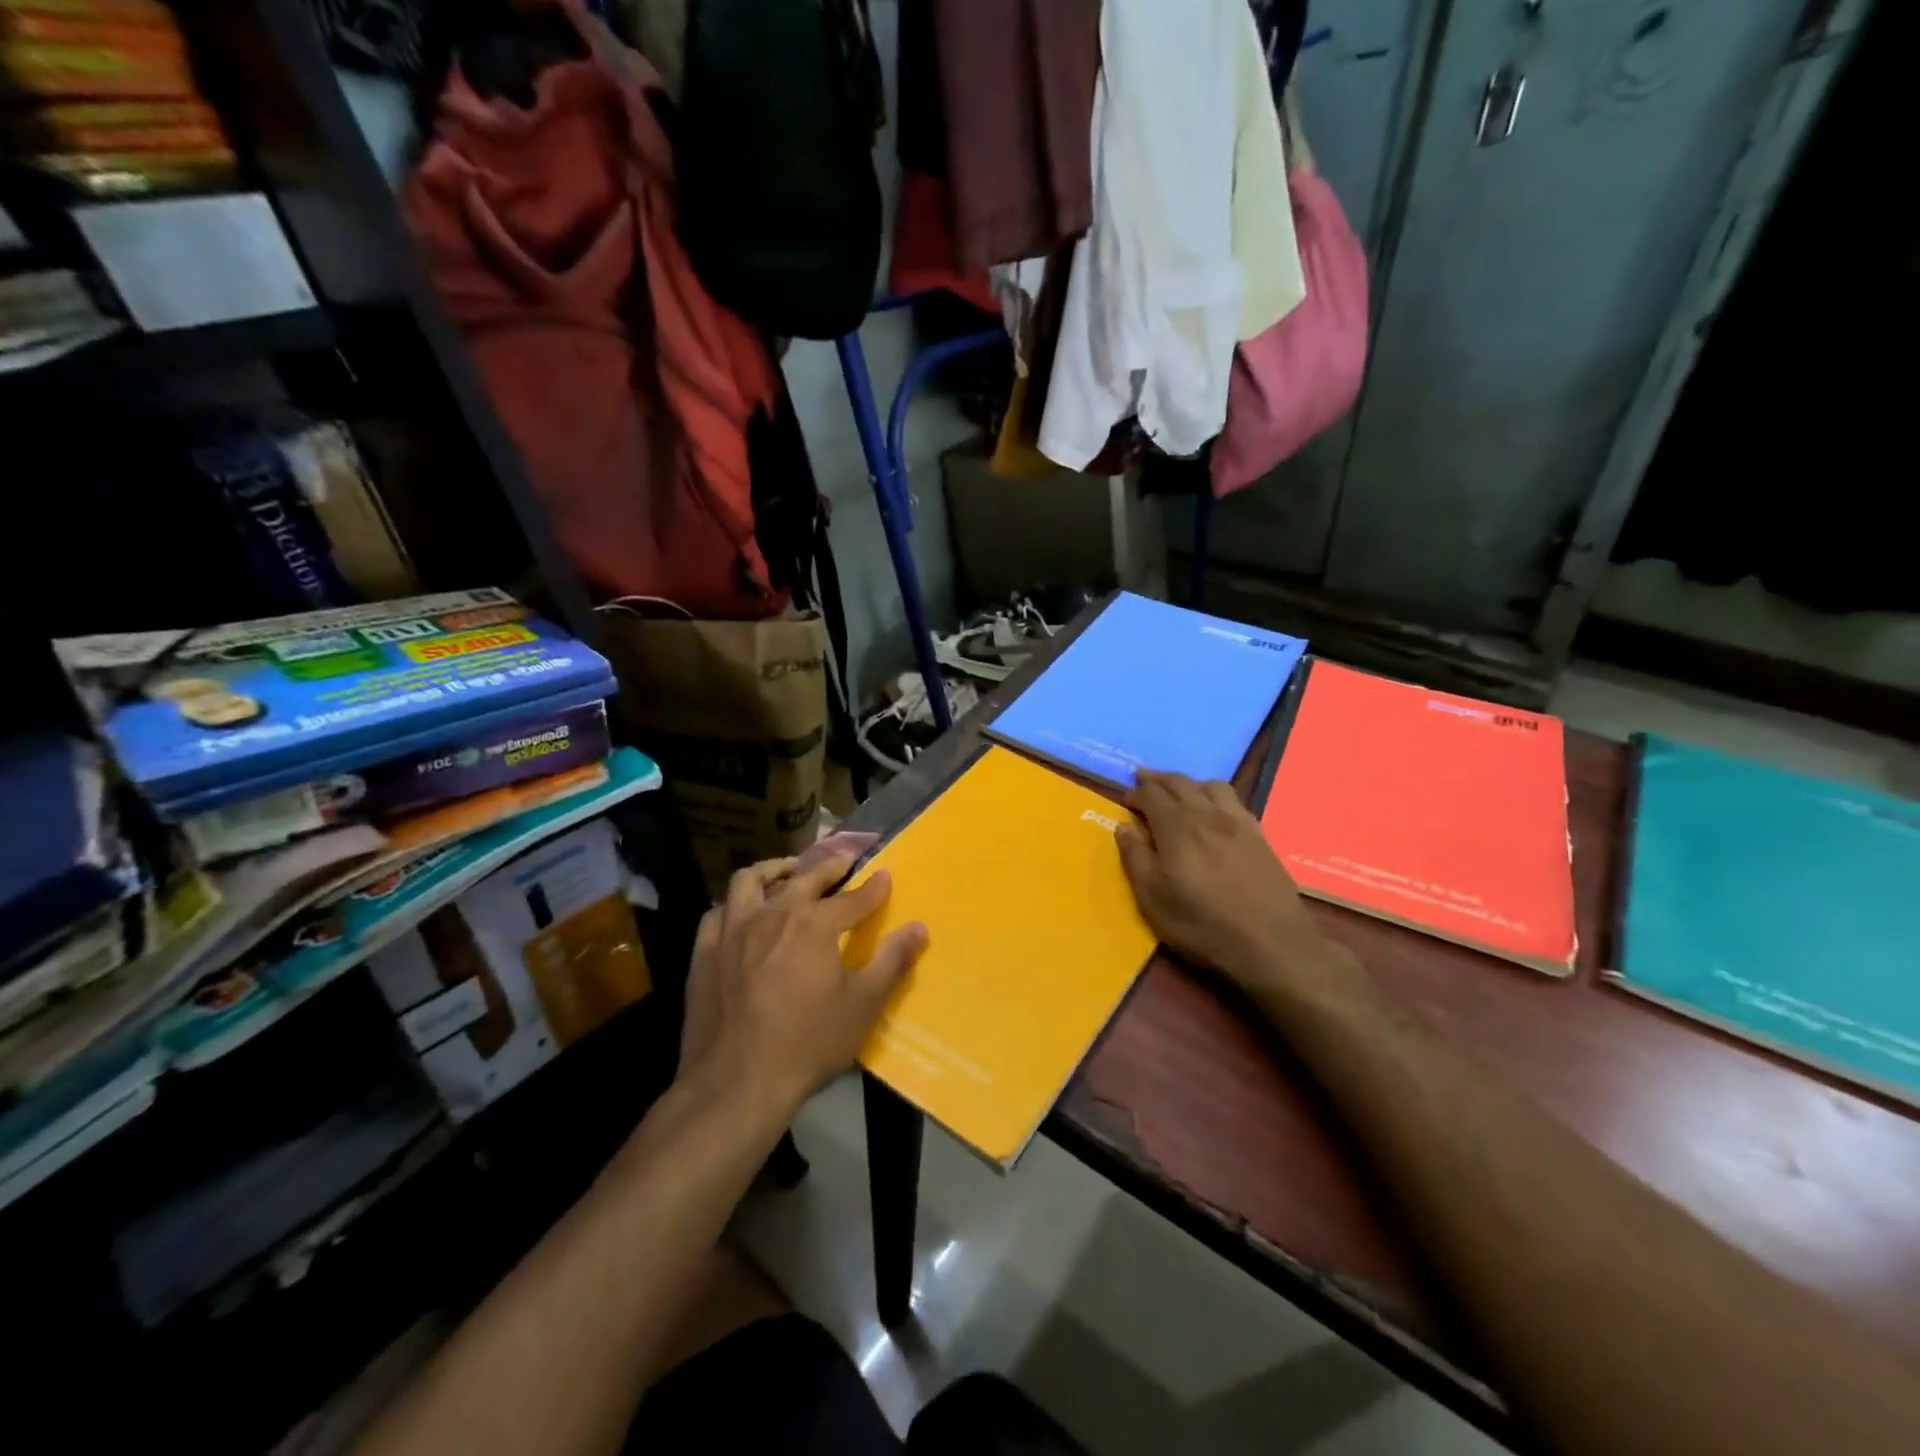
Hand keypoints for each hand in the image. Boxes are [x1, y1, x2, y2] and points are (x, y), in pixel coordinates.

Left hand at [679, 852, 927, 1120]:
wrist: (736, 1083)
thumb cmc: (808, 1043)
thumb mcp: (863, 1005)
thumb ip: (892, 961)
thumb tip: (920, 928)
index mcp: (815, 924)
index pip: (852, 897)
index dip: (873, 887)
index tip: (884, 875)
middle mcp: (773, 913)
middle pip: (804, 878)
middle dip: (828, 867)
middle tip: (842, 862)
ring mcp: (733, 930)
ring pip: (750, 881)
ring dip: (774, 871)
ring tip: (787, 873)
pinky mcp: (704, 952)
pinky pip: (719, 912)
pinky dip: (735, 904)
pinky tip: (742, 914)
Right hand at [1117, 771, 1342, 999]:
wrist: (1271, 944)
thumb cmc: (1202, 925)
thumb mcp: (1153, 899)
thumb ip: (1135, 858)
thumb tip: (1123, 827)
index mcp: (1177, 827)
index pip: (1152, 795)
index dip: (1135, 793)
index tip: (1125, 801)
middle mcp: (1207, 814)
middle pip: (1180, 783)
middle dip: (1158, 779)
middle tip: (1143, 779)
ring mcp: (1238, 822)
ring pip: (1211, 785)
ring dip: (1189, 783)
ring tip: (1179, 792)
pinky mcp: (1260, 835)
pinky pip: (1234, 800)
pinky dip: (1216, 796)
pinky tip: (1214, 810)